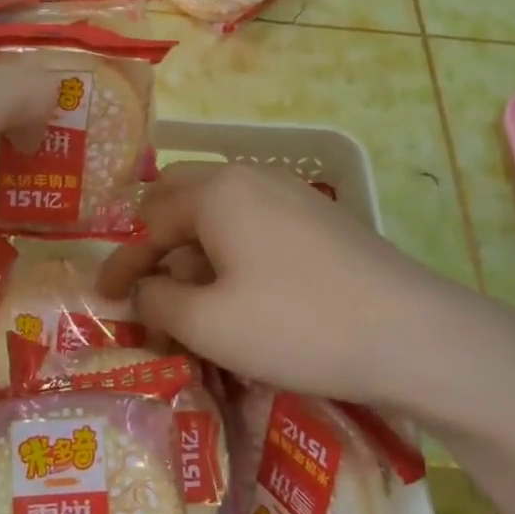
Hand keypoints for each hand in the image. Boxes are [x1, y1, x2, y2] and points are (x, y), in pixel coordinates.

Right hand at [97, 162, 514, 421]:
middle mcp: (249, 179)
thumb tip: (141, 289)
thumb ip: (157, 300)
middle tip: (144, 286)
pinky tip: (238, 297)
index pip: (148, 222)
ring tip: (189, 304)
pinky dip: (230, 257)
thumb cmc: (296, 324)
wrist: (413, 334)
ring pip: (220, 216)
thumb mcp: (209, 323)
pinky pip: (254, 228)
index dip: (122, 263)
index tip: (101, 297)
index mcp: (216, 192)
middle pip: (181, 200)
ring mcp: (289, 195)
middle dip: (156, 244)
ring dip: (194, 254)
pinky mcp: (318, 220)